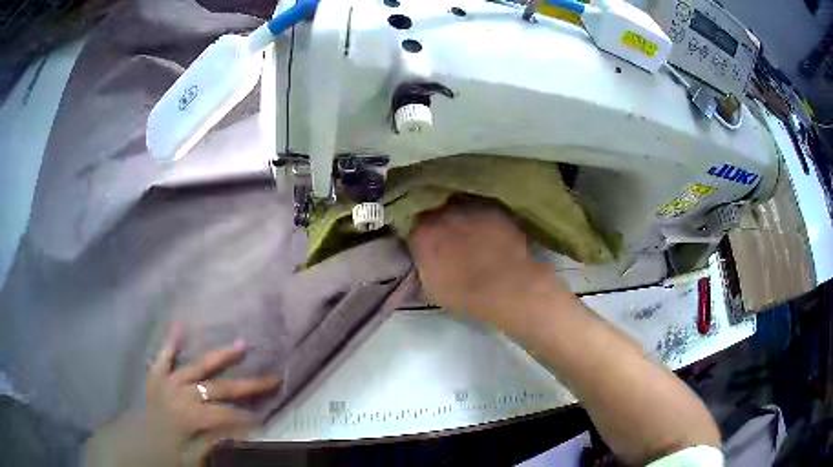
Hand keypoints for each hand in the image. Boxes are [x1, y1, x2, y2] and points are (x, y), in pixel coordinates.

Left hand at [85, 323, 278, 466]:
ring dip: (220, 356)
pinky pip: (163, 356)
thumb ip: (217, 443)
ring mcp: (166, 381)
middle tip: (273, 379)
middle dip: (248, 385)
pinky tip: (180, 323)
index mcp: (189, 416)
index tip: (268, 418)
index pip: (227, 414)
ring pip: (197, 365)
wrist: (134, 448)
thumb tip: (243, 431)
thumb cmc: (166, 455)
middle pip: (219, 387)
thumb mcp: (194, 458)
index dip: (249, 418)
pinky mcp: (155, 377)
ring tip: (242, 345)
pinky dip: (171, 341)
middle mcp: (179, 393)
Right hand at [408, 198, 571, 324]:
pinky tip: (491, 230)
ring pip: (458, 206)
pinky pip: (482, 208)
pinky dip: (483, 217)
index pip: (413, 230)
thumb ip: (422, 271)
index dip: (423, 239)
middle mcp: (440, 213)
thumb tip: (422, 266)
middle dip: (441, 225)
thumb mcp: (432, 290)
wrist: (508, 284)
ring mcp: (468, 206)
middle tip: (451, 241)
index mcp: (421, 235)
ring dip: (461, 217)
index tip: (431, 249)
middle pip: (435, 213)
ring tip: (472, 233)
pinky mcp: (492, 206)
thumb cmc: (466, 294)